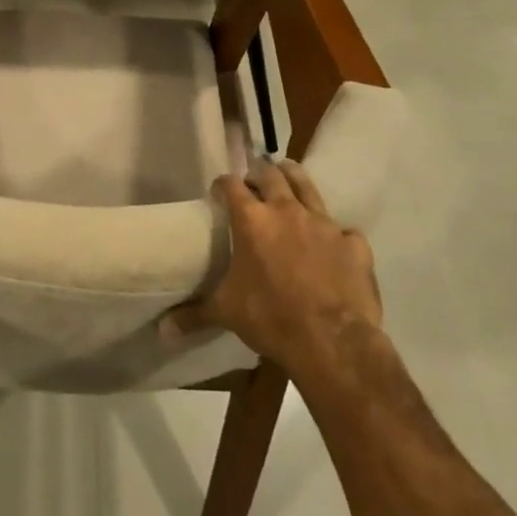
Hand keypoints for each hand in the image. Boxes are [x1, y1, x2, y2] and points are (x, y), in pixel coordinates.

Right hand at [163, 158, 381, 377]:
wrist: (332, 341)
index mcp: (252, 220)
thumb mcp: (226, 312)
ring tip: (288, 177)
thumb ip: (195, 313)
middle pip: (271, 175)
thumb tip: (163, 329)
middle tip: (255, 182)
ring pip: (308, 186)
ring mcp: (324, 224)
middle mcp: (287, 211)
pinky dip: (336, 234)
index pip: (231, 185)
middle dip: (260, 174)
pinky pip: (344, 230)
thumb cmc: (270, 318)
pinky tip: (333, 244)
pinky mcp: (353, 244)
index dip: (223, 185)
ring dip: (295, 179)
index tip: (219, 191)